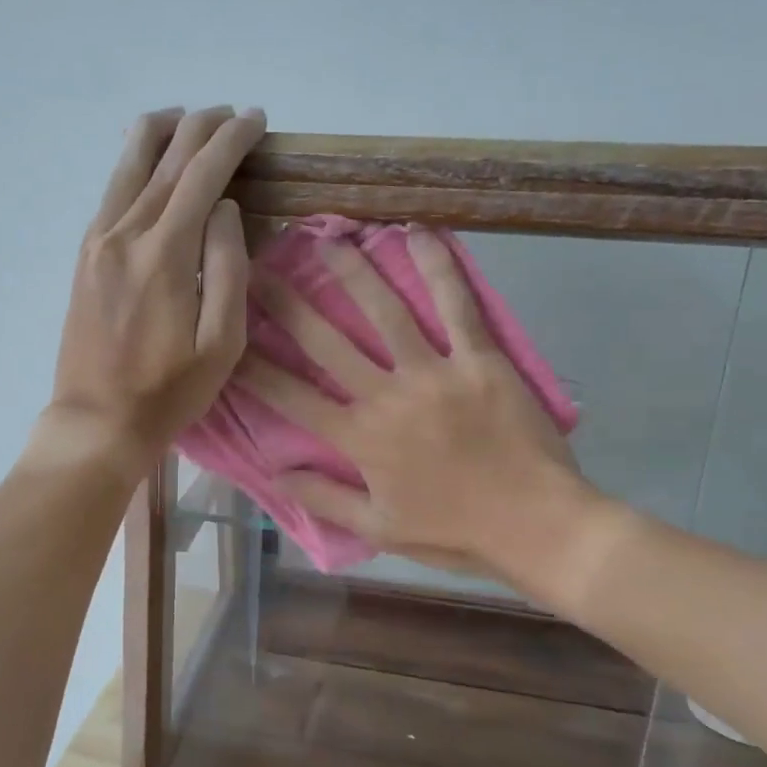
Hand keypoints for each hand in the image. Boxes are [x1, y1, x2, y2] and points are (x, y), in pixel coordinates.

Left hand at [39, 105, 266, 476]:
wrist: (96, 421)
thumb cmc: (169, 391)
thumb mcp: (221, 342)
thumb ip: (228, 267)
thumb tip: (225, 208)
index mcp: (164, 253)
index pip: (202, 174)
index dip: (231, 141)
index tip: (256, 120)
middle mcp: (124, 233)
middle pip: (164, 158)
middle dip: (200, 128)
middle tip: (230, 114)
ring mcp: (97, 242)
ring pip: (127, 165)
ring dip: (160, 135)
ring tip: (187, 119)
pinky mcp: (84, 256)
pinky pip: (111, 192)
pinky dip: (134, 164)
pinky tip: (148, 162)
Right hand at [241, 228, 593, 579]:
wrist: (538, 527)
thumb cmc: (456, 533)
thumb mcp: (380, 530)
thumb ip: (324, 498)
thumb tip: (274, 472)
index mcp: (360, 440)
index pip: (292, 397)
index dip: (254, 366)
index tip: (227, 338)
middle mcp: (388, 397)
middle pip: (327, 342)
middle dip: (286, 304)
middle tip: (258, 268)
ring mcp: (435, 373)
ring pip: (385, 312)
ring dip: (352, 273)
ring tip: (328, 239)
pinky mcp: (480, 360)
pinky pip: (457, 305)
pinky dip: (438, 267)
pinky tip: (417, 233)